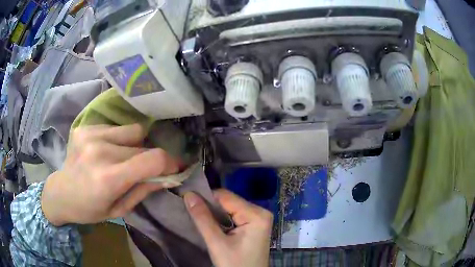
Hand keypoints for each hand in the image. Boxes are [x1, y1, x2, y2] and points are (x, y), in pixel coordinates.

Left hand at [41, 124, 181, 225]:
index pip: (152, 159)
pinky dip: (119, 139)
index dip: (170, 161)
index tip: (175, 167)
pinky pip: (115, 128)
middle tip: (143, 170)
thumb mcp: (120, 210)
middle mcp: (99, 151)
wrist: (61, 193)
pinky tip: (106, 151)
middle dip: (150, 158)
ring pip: (133, 130)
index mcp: (108, 178)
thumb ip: (144, 190)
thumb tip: (169, 175)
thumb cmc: (90, 209)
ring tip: (123, 158)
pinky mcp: (85, 127)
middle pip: (143, 145)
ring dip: (135, 145)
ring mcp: (90, 135)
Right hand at [184, 190, 272, 266]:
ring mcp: (258, 219)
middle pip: (229, 202)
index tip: (187, 199)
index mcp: (256, 214)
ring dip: (214, 213)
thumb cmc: (235, 264)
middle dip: (210, 206)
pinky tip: (210, 223)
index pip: (226, 197)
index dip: (205, 197)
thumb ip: (203, 219)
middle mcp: (260, 212)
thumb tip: (188, 194)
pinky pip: (234, 216)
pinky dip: (221, 219)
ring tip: (197, 216)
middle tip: (190, 209)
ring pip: (230, 209)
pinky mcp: (253, 227)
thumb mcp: (217, 243)